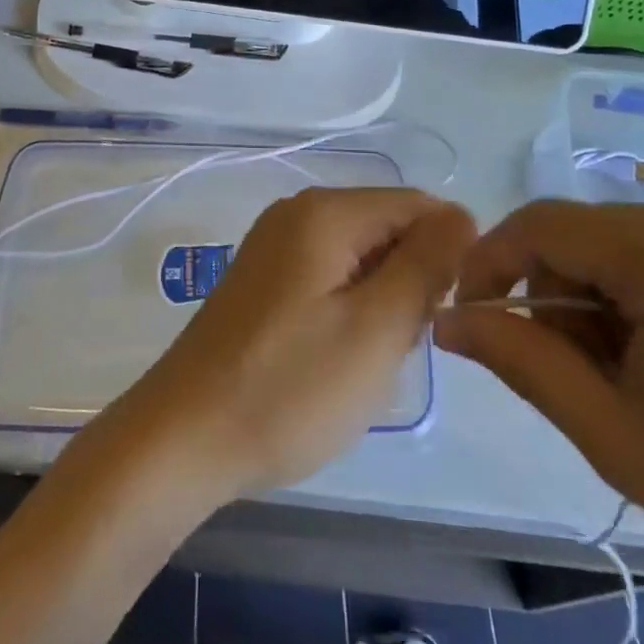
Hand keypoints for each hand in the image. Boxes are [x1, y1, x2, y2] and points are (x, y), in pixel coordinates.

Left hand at [106, 187, 474, 501]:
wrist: (183, 438)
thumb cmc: (288, 388)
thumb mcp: (376, 329)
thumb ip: (425, 264)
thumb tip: (461, 214)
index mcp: (325, 211)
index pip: (417, 205)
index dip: (447, 254)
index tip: (443, 314)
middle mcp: (297, 212)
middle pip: (387, 228)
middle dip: (409, 282)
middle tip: (396, 346)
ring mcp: (274, 244)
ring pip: (360, 257)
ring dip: (380, 302)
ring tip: (365, 360)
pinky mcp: (262, 279)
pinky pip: (328, 276)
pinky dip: (348, 310)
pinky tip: (334, 358)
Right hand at [434, 202, 643, 643]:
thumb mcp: (614, 435)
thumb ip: (520, 360)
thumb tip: (449, 320)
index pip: (540, 224)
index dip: (490, 263)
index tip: (471, 317)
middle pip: (582, 234)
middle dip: (551, 292)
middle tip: (564, 373)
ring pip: (620, 244)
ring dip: (595, 298)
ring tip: (624, 378)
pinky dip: (640, 294)